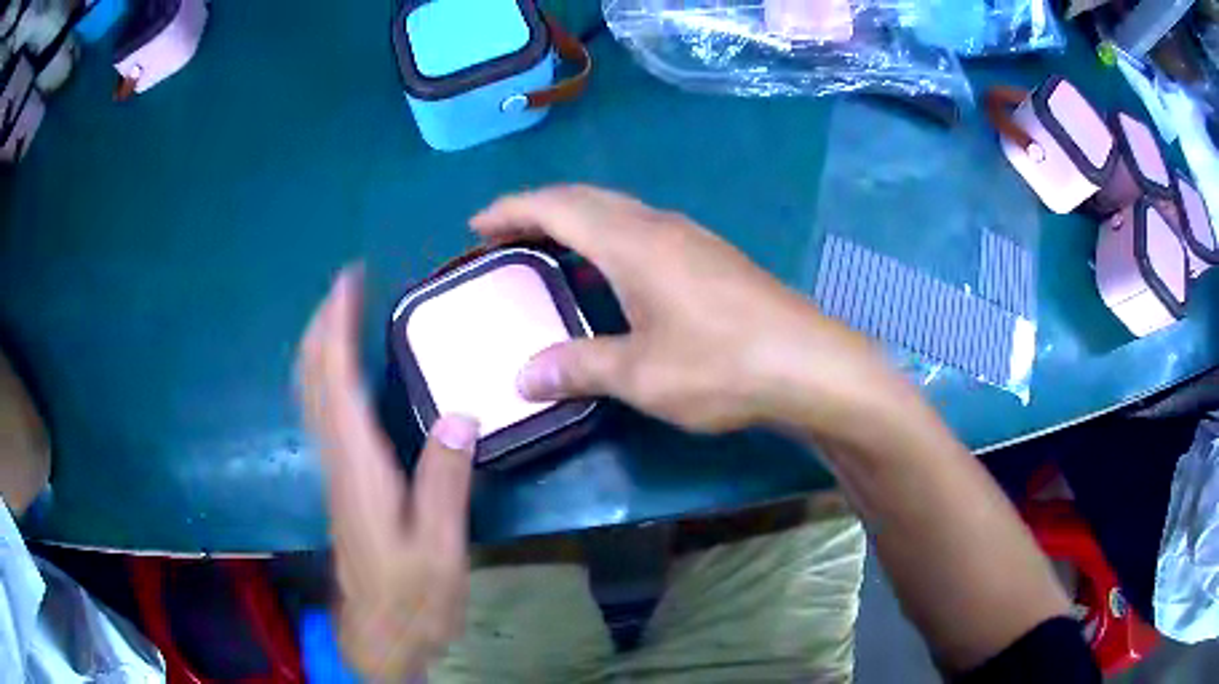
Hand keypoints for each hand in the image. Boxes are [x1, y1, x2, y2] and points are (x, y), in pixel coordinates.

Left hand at [297, 268, 475, 680]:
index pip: (337, 382)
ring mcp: (335, 471)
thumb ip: (445, 483)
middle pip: (313, 380)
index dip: (337, 328)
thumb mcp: (440, 549)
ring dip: (320, 348)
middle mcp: (338, 460)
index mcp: (359, 468)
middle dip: (322, 327)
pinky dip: (325, 378)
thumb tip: (460, 415)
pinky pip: (322, 412)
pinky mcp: (341, 482)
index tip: (348, 282)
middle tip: (346, 286)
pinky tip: (343, 374)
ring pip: (312, 395)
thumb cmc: (413, 597)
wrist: (379, 634)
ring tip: (342, 314)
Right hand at [471, 185, 900, 436]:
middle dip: (538, 210)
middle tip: (503, 235)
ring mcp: (691, 238)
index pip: (556, 207)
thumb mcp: (640, 373)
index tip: (477, 225)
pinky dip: (608, 239)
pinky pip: (643, 231)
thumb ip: (578, 367)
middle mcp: (659, 226)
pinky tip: (611, 273)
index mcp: (632, 242)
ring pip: (618, 212)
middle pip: (585, 200)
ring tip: (547, 249)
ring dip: (576, 222)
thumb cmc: (721, 364)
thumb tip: (524, 376)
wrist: (809, 364)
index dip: (512, 211)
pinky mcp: (712, 258)